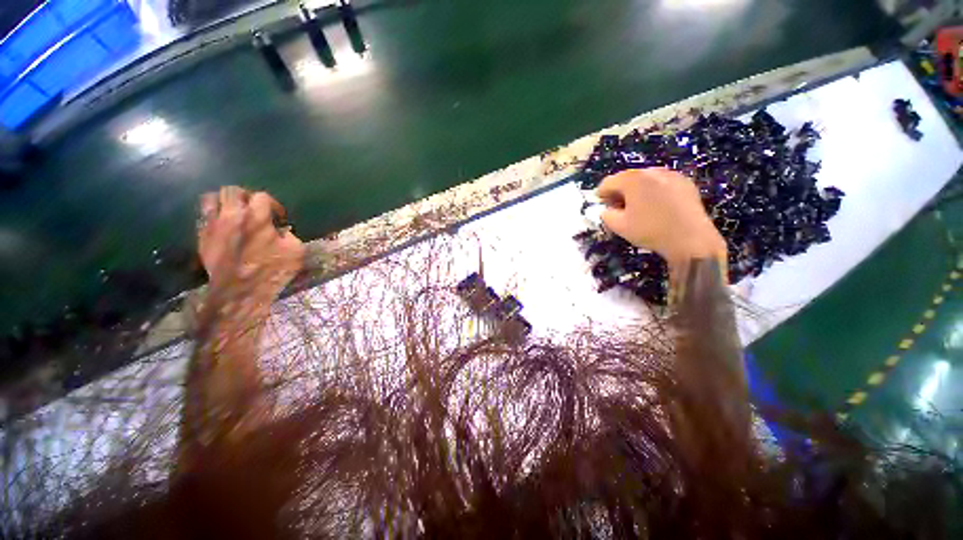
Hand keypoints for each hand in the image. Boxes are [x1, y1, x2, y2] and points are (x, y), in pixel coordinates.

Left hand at [198, 187, 305, 303]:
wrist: (241, 291)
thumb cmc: (272, 270)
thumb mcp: (295, 252)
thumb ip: (290, 235)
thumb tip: (282, 231)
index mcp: (257, 217)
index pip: (262, 197)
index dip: (273, 204)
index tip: (279, 217)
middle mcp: (232, 215)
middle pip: (233, 191)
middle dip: (246, 196)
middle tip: (254, 208)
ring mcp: (213, 225)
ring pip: (211, 198)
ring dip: (223, 201)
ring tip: (233, 211)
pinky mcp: (202, 237)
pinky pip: (203, 216)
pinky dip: (213, 216)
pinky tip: (222, 226)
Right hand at [597, 168, 725, 271]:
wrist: (690, 239)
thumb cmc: (650, 231)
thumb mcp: (619, 226)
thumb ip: (606, 215)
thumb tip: (607, 209)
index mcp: (633, 179)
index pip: (608, 182)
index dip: (601, 195)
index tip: (603, 207)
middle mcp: (652, 171)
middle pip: (627, 178)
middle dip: (619, 192)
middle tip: (619, 209)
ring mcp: (671, 175)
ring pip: (645, 179)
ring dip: (636, 191)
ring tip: (638, 208)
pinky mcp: (685, 182)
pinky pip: (661, 183)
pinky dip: (654, 192)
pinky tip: (657, 208)